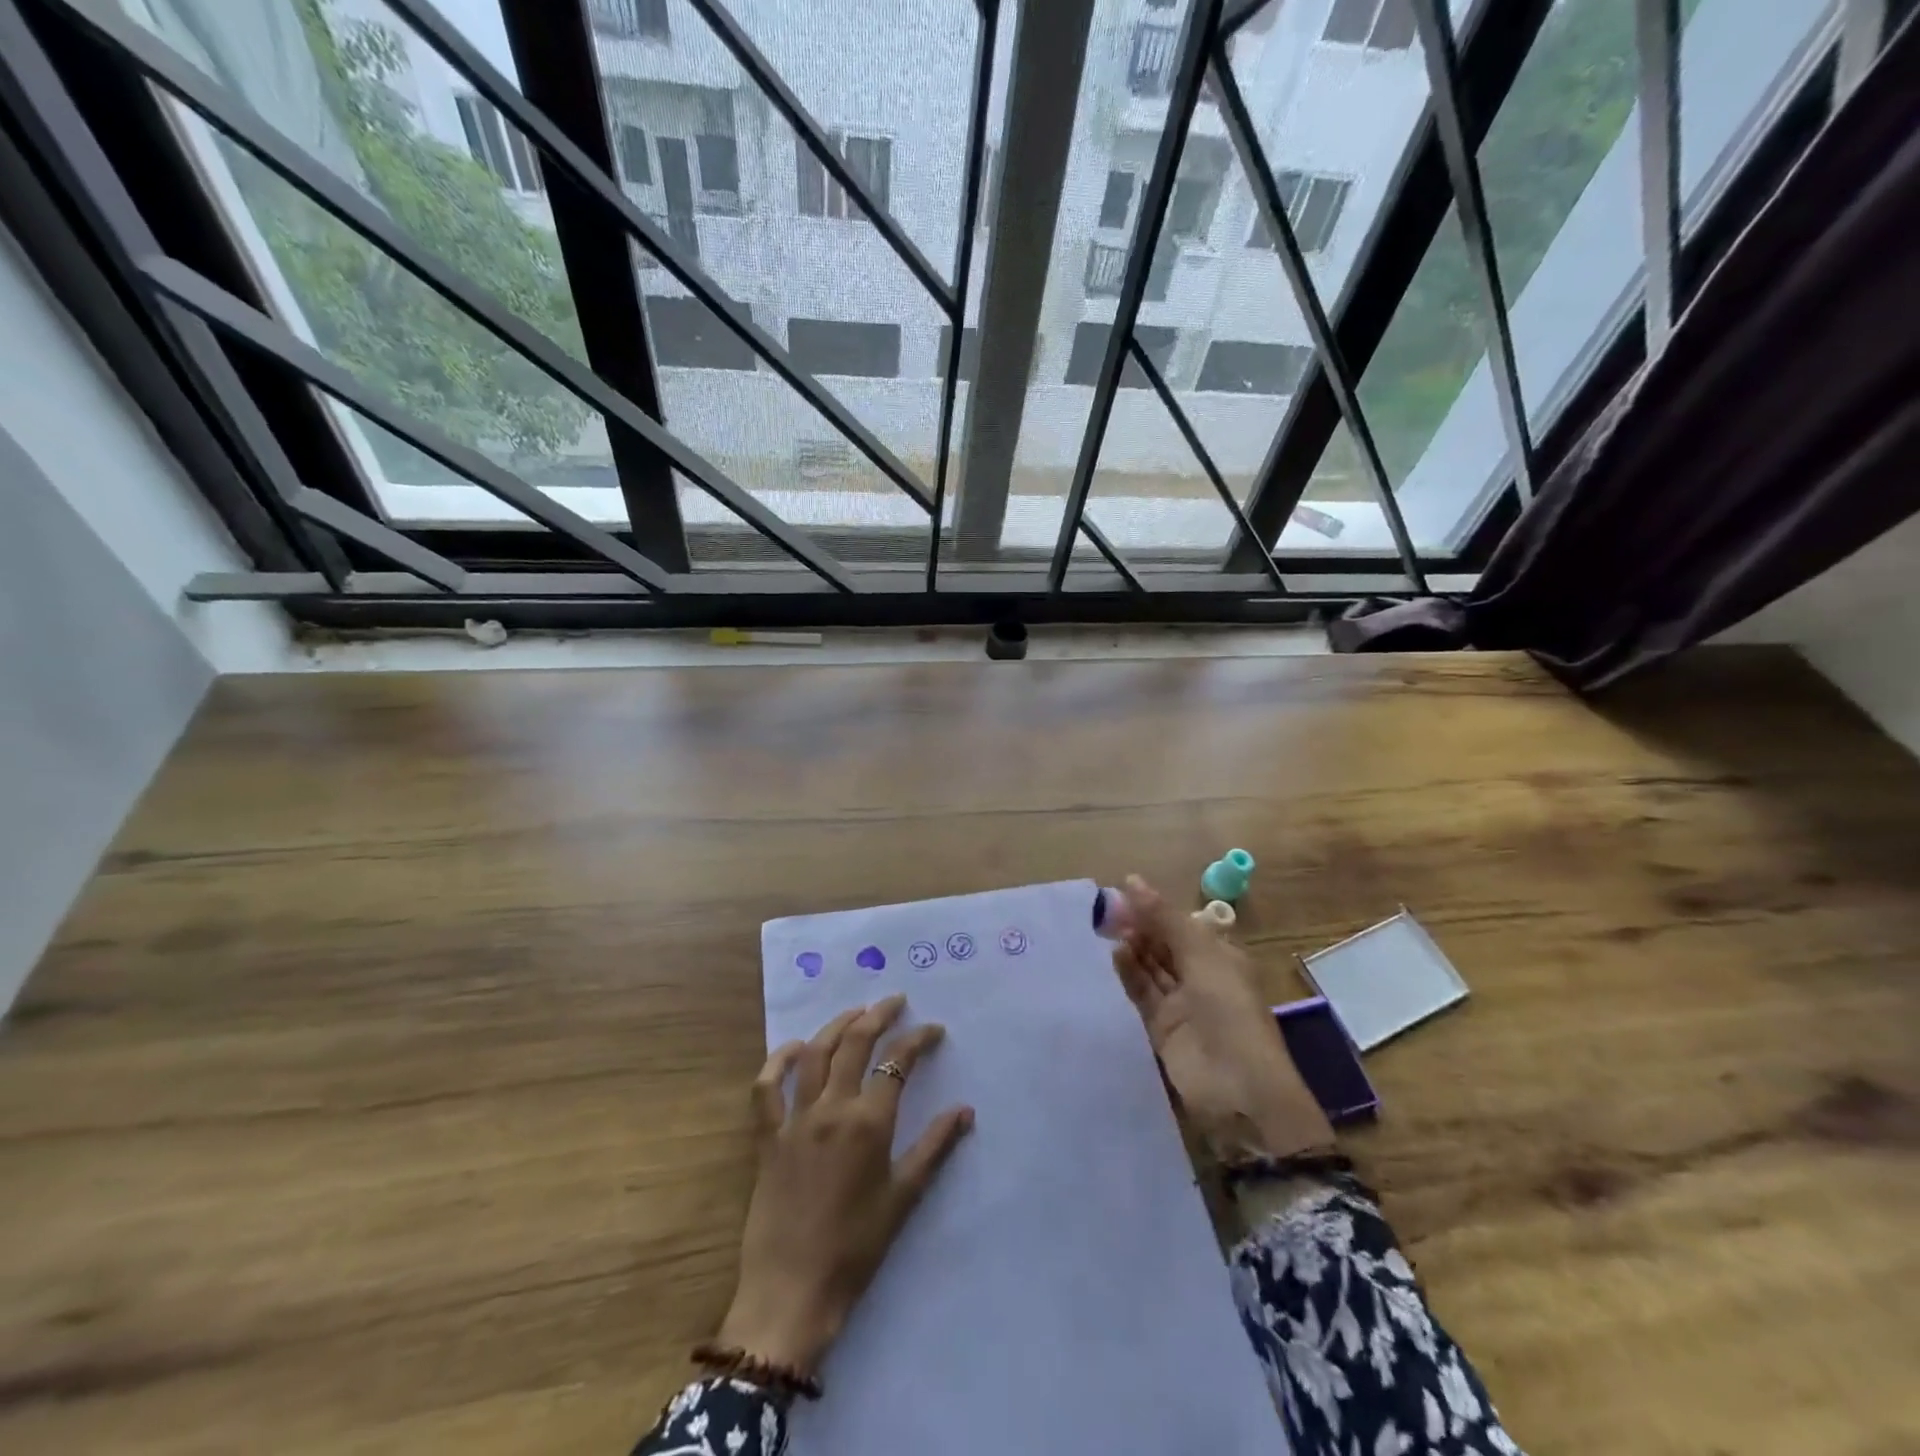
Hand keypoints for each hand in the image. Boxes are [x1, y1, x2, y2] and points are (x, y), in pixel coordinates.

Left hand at [717, 995, 974, 1376]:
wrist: (792, 1291)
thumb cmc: (856, 1248)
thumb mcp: (903, 1198)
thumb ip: (934, 1147)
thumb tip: (965, 1110)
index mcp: (869, 1123)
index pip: (897, 1062)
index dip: (918, 1039)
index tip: (934, 1030)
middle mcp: (832, 1108)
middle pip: (855, 1043)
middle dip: (878, 1015)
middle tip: (895, 1001)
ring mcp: (795, 1119)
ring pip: (815, 1054)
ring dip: (836, 1026)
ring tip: (856, 1013)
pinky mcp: (767, 1136)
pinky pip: (766, 1087)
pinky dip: (778, 1060)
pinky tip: (794, 1047)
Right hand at [1113, 875, 1332, 1162]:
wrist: (1238, 1089)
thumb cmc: (1228, 1010)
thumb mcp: (1201, 956)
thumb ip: (1164, 919)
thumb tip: (1132, 880)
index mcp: (1220, 956)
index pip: (1182, 924)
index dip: (1155, 907)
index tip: (1123, 889)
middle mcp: (1201, 976)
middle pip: (1164, 943)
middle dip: (1139, 925)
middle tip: (1106, 908)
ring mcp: (1181, 1002)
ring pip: (1151, 966)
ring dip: (1133, 947)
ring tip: (1106, 927)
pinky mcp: (1162, 1026)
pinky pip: (1142, 992)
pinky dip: (1129, 972)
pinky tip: (1115, 954)